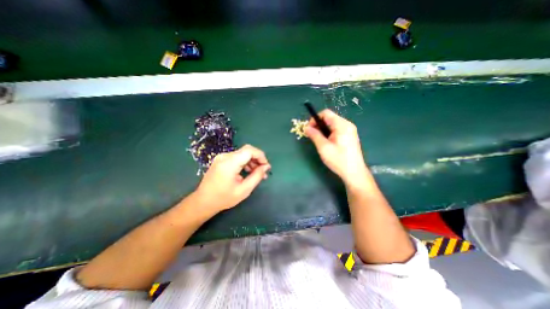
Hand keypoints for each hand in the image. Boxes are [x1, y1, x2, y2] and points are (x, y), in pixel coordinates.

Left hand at [193, 143, 269, 211]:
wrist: (203, 201)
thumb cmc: (224, 198)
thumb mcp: (244, 190)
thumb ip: (257, 176)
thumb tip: (266, 167)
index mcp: (229, 163)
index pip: (249, 150)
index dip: (260, 156)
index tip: (266, 166)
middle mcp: (225, 156)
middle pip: (246, 151)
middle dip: (257, 159)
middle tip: (263, 172)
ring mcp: (222, 157)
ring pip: (242, 154)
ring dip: (252, 161)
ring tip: (257, 174)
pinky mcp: (221, 160)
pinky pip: (237, 157)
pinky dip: (245, 163)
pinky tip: (248, 172)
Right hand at [305, 109, 368, 183]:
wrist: (354, 172)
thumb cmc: (338, 160)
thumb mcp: (323, 147)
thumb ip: (314, 135)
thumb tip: (306, 128)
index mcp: (342, 125)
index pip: (326, 113)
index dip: (315, 119)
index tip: (309, 129)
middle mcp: (347, 125)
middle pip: (329, 118)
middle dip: (318, 124)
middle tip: (311, 135)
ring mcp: (349, 130)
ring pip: (332, 124)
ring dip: (322, 129)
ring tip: (317, 139)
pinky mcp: (349, 136)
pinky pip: (336, 129)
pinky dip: (328, 133)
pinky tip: (326, 142)